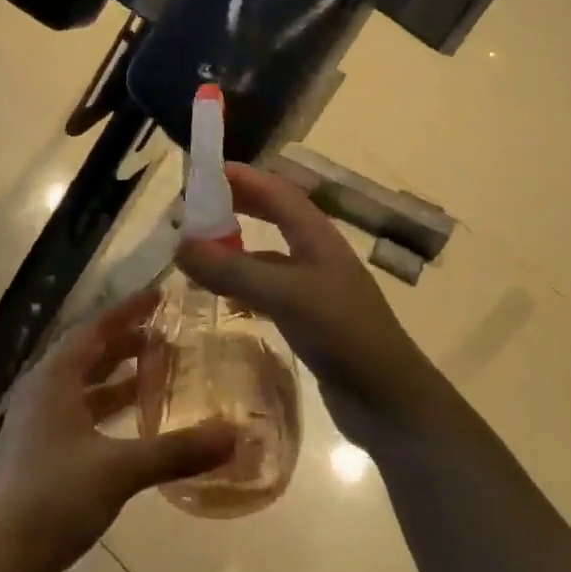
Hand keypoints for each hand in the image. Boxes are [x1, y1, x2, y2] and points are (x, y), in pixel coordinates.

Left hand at [0, 294, 236, 571]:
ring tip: (154, 372)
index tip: (161, 296)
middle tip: (165, 335)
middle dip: (125, 342)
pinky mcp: (38, 456)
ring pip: (82, 387)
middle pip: (87, 354)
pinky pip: (79, 415)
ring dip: (116, 377)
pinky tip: (132, 426)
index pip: (94, 328)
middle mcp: (42, 392)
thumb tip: (234, 435)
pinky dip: (106, 410)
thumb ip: (176, 451)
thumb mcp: (119, 470)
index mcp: (53, 379)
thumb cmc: (52, 498)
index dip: (128, 310)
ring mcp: (37, 426)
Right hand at [175, 163, 435, 434]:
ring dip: (236, 247)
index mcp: (317, 235)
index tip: (202, 172)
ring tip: (199, 252)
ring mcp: (314, 287)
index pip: (276, 190)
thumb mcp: (286, 295)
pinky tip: (223, 298)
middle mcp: (316, 253)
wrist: (389, 399)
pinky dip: (244, 285)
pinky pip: (269, 290)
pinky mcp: (310, 318)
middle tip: (194, 208)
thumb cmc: (343, 333)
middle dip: (237, 206)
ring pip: (268, 254)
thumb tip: (180, 244)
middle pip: (273, 215)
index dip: (242, 177)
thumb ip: (234, 269)